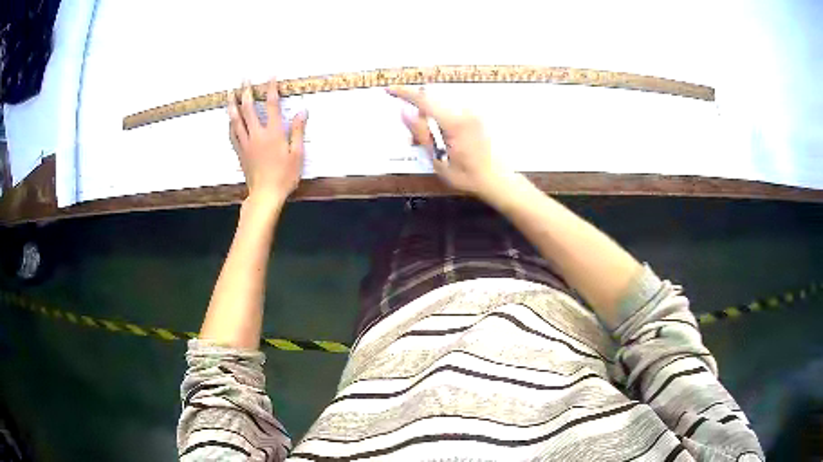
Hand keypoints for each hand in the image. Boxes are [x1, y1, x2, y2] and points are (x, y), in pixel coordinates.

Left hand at [228, 78, 307, 206]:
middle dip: (246, 91)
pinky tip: (229, 118)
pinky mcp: (240, 152)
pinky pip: (232, 134)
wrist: (265, 195)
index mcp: (273, 133)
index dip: (270, 88)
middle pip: (248, 108)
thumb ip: (297, 131)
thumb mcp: (297, 154)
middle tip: (243, 79)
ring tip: (230, 93)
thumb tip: (302, 111)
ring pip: (236, 120)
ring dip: (233, 104)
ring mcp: (246, 143)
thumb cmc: (284, 176)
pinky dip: (230, 123)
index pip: (271, 105)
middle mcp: (257, 134)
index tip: (270, 76)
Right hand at [387, 86, 512, 199]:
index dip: (404, 93)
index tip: (390, 89)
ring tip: (435, 142)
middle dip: (419, 113)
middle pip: (432, 100)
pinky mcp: (477, 115)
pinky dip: (442, 118)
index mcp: (455, 123)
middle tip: (418, 138)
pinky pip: (452, 109)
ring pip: (441, 105)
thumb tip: (404, 112)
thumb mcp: (438, 160)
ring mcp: (473, 112)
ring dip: (431, 118)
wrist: (498, 179)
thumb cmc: (469, 175)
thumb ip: (421, 133)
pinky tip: (446, 138)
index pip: (424, 100)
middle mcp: (466, 112)